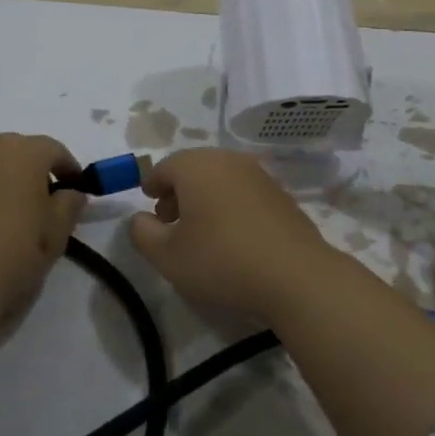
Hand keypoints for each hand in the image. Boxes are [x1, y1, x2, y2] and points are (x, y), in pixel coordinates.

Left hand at [0, 134, 84, 329]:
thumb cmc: (15, 254)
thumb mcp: (58, 234)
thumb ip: (70, 205)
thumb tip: (70, 193)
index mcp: (23, 153)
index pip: (54, 150)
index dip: (69, 169)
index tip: (76, 191)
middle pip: (16, 154)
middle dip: (31, 173)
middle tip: (42, 206)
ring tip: (4, 222)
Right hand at [127, 149, 342, 321]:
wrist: (295, 275)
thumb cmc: (222, 261)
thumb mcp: (167, 256)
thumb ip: (143, 234)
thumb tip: (139, 218)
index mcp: (196, 166)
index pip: (164, 167)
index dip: (152, 185)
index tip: (148, 204)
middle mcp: (228, 160)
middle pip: (194, 168)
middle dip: (178, 191)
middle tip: (169, 221)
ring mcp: (258, 174)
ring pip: (220, 178)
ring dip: (204, 198)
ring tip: (200, 232)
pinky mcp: (280, 194)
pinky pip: (243, 191)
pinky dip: (230, 204)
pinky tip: (231, 235)